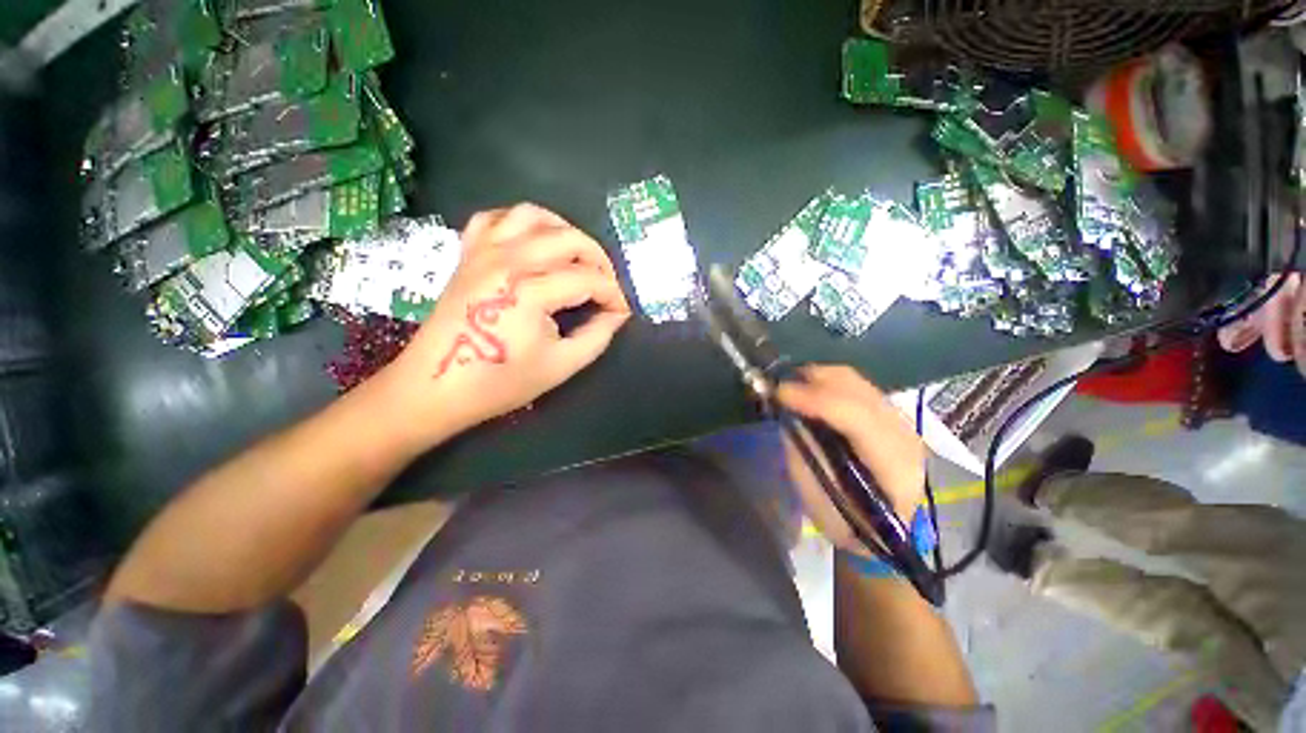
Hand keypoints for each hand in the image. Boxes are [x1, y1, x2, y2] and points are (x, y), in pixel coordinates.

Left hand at [378, 203, 630, 447]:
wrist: (436, 387)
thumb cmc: (501, 382)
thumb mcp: (562, 365)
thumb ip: (598, 336)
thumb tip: (617, 314)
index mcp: (531, 291)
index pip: (589, 279)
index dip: (614, 295)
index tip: (621, 311)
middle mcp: (508, 260)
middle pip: (569, 239)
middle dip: (599, 260)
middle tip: (607, 286)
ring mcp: (484, 252)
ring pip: (534, 215)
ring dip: (565, 231)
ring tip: (577, 258)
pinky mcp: (468, 254)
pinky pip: (495, 218)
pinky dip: (521, 224)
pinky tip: (534, 244)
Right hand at [776, 365, 924, 556]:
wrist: (887, 531)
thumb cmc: (848, 522)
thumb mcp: (818, 497)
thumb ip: (803, 452)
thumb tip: (787, 413)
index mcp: (893, 467)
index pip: (856, 418)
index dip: (815, 399)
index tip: (778, 393)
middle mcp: (903, 435)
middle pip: (856, 389)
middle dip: (812, 380)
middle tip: (777, 387)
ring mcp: (899, 421)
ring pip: (855, 380)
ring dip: (817, 378)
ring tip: (789, 387)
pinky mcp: (888, 414)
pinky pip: (853, 385)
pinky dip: (826, 382)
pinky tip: (808, 392)